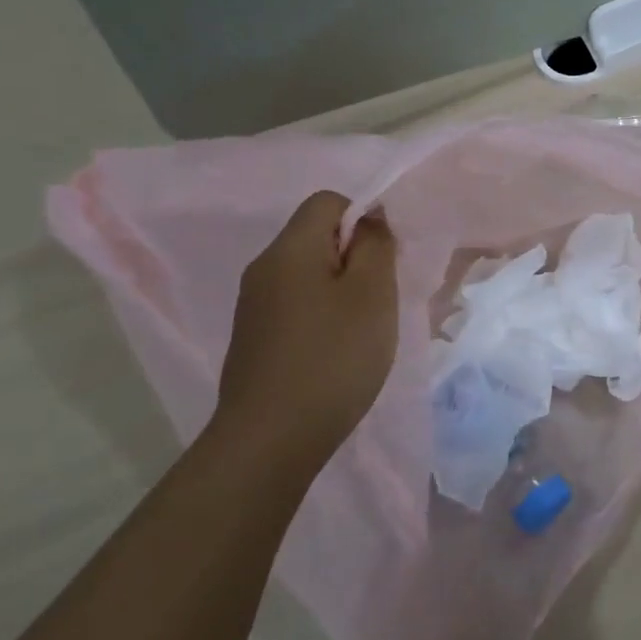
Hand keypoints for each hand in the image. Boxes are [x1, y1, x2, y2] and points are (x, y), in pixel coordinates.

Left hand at [215, 191, 398, 464]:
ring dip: (342, 290)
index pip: (328, 201)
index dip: (364, 217)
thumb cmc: (333, 357)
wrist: (271, 439)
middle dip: (356, 257)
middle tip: (381, 297)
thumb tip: (369, 221)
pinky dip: (323, 316)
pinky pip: (297, 306)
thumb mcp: (372, 294)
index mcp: (289, 249)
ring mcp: (254, 306)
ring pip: (308, 275)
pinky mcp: (255, 339)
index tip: (386, 258)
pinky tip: (337, 352)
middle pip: (316, 237)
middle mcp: (263, 269)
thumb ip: (375, 247)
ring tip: (364, 329)